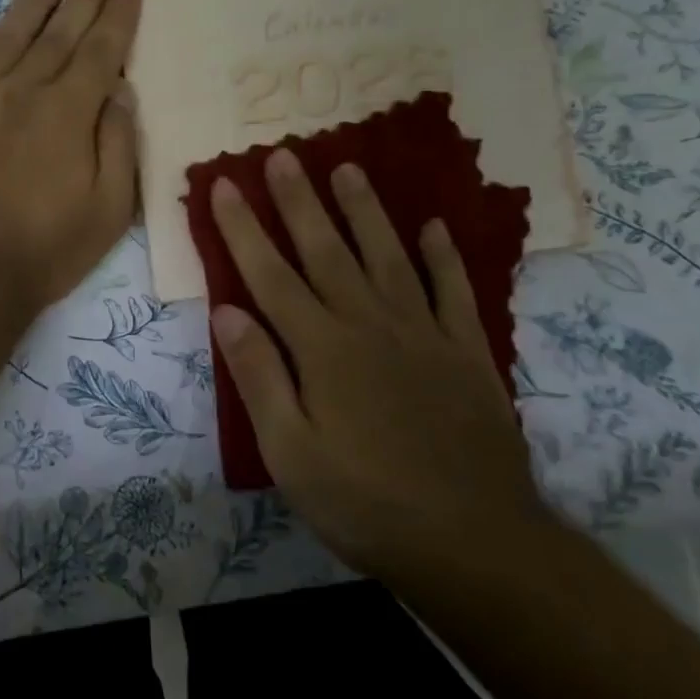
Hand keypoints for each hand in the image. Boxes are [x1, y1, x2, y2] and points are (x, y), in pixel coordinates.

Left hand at [0, 0, 141, 321]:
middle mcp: (22, 91)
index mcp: (67, 112)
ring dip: (32, 0)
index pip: (100, 50)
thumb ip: (118, 143)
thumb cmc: (45, 248)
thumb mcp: (109, 209)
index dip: (118, 15)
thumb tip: (119, 90)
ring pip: (7, 35)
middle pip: (58, 32)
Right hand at [208, 149, 549, 580]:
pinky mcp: (467, 352)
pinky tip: (434, 227)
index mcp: (322, 349)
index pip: (270, 275)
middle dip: (300, 201)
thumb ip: (260, 377)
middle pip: (327, 250)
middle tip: (283, 154)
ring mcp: (423, 334)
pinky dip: (444, 257)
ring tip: (348, 168)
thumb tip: (227, 312)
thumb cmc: (366, 502)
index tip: (224, 184)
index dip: (243, 228)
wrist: (475, 544)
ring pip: (388, 256)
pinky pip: (453, 291)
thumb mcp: (291, 453)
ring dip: (365, 210)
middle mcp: (369, 325)